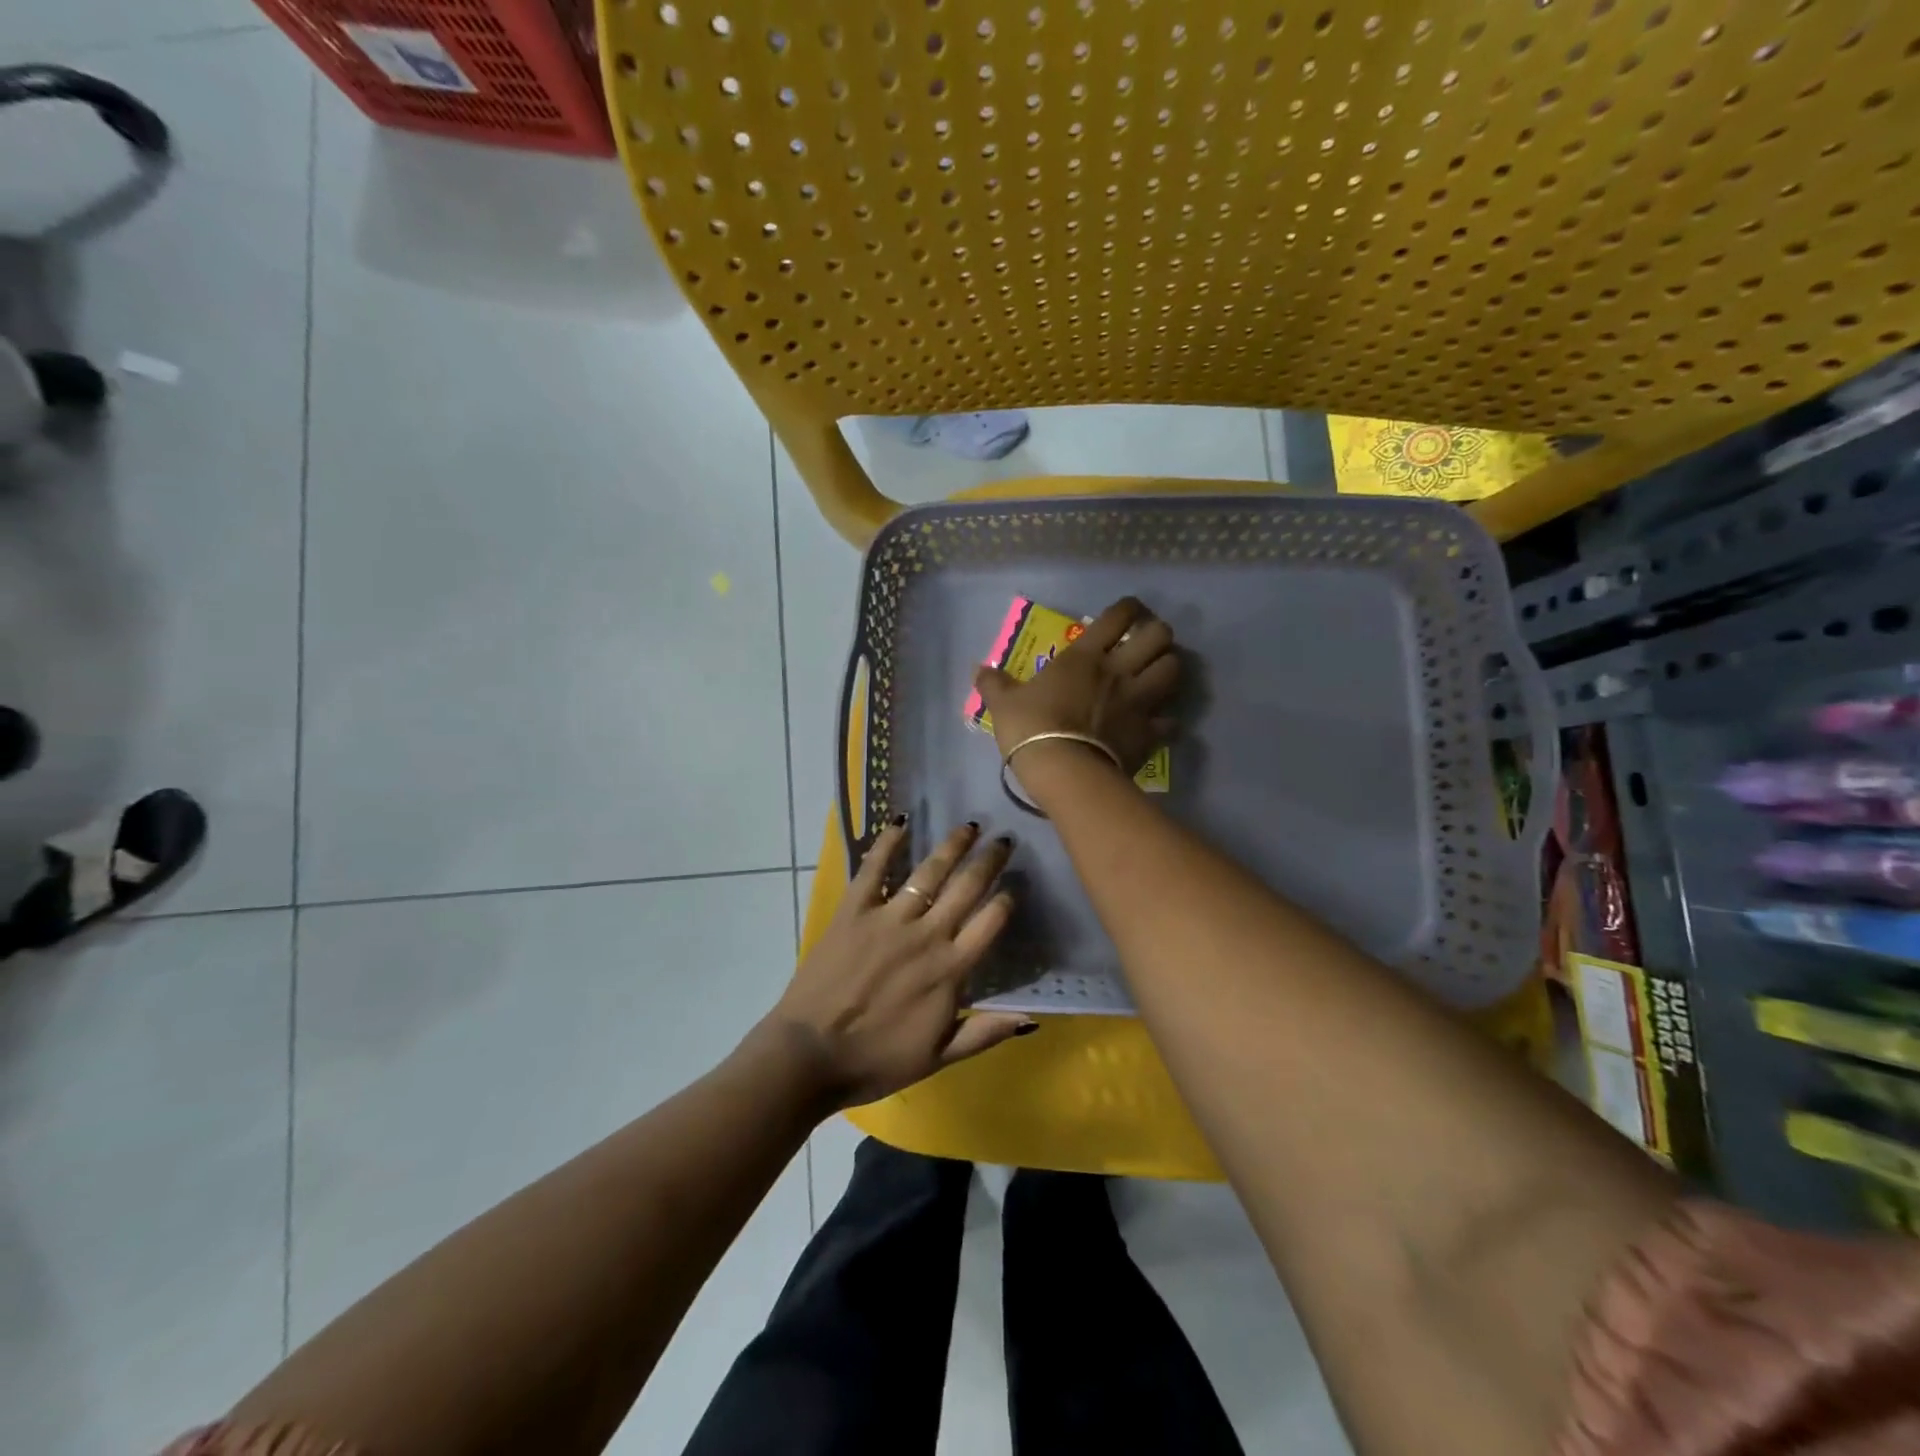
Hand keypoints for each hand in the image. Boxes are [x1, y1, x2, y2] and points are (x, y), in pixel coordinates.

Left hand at [761, 819, 1033, 1108]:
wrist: (809, 1055)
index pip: (990, 922)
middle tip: (1004, 839)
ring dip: (952, 846)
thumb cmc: (875, 1060)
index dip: (1006, 900)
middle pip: (966, 888)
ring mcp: (888, 918)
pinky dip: (887, 843)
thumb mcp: (938, 1058)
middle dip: (989, 861)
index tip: (1015, 885)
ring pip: (928, 872)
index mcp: (949, 970)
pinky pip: (873, 868)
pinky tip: (900, 822)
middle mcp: (925, 935)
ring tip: (968, 826)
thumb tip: (1031, 1019)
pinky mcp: (853, 910)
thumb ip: (984, 1033)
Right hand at [972, 596, 1180, 780]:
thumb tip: (978, 670)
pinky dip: (1167, 720)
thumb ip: (993, 683)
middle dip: (1158, 634)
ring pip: (1174, 670)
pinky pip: (1170, 721)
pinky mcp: (1149, 733)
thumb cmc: (1031, 728)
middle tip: (1146, 644)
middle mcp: (1119, 671)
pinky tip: (1157, 723)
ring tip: (1157, 675)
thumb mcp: (1003, 703)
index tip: (1128, 611)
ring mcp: (1139, 702)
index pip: (1118, 616)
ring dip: (1169, 668)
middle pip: (1159, 636)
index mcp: (1085, 656)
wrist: (1063, 771)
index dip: (1129, 607)